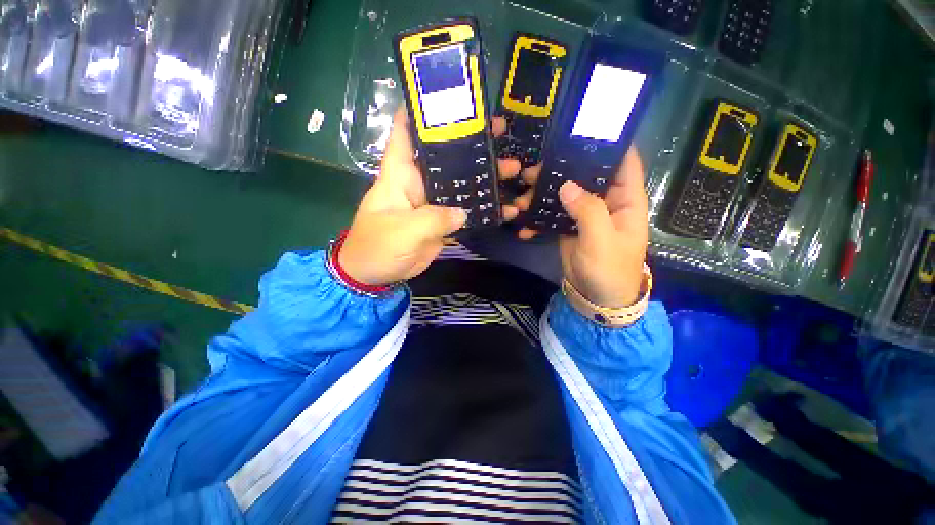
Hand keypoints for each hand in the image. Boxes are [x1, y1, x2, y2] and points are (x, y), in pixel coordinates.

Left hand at [339, 110, 521, 285]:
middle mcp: (419, 182)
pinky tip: (505, 209)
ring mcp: (433, 203)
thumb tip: (463, 212)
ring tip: (512, 169)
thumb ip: (434, 219)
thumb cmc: (378, 247)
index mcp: (400, 174)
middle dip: (471, 144)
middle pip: (446, 157)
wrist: (375, 275)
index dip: (421, 111)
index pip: (406, 132)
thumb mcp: (404, 231)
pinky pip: (465, 211)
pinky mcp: (441, 221)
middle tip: (500, 133)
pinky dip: (483, 210)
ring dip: (484, 178)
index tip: (448, 97)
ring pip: (461, 184)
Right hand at [500, 148, 648, 307]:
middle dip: (562, 168)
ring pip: (565, 192)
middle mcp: (606, 200)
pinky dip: (539, 214)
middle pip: (586, 174)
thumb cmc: (609, 269)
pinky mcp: (569, 225)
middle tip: (535, 167)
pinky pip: (553, 212)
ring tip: (523, 192)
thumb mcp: (602, 240)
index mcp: (625, 199)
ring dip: (544, 191)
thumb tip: (566, 185)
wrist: (595, 297)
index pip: (623, 161)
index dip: (609, 142)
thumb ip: (588, 210)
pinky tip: (523, 219)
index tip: (585, 127)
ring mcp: (585, 212)